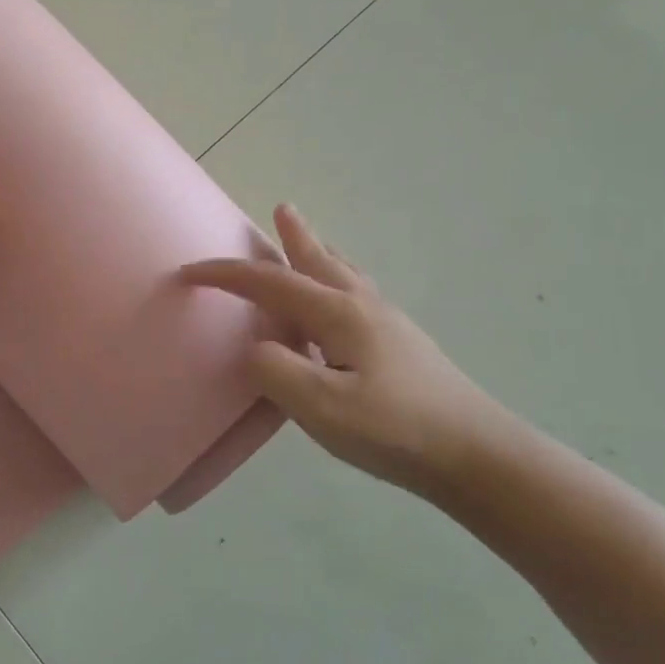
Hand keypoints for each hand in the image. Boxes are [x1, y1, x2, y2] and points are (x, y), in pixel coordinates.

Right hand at [182, 204, 512, 490]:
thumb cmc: (394, 429)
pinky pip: (357, 293)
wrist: (476, 455)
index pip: (269, 282)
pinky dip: (340, 277)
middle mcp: (361, 307)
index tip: (188, 272)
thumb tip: (257, 348)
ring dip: (320, 252)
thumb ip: (275, 370)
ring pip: (344, 273)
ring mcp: (386, 325)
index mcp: (337, 314)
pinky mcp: (402, 346)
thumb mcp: (320, 406)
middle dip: (294, 236)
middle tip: (282, 208)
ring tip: (310, 239)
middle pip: (318, 260)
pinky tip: (344, 300)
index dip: (225, 275)